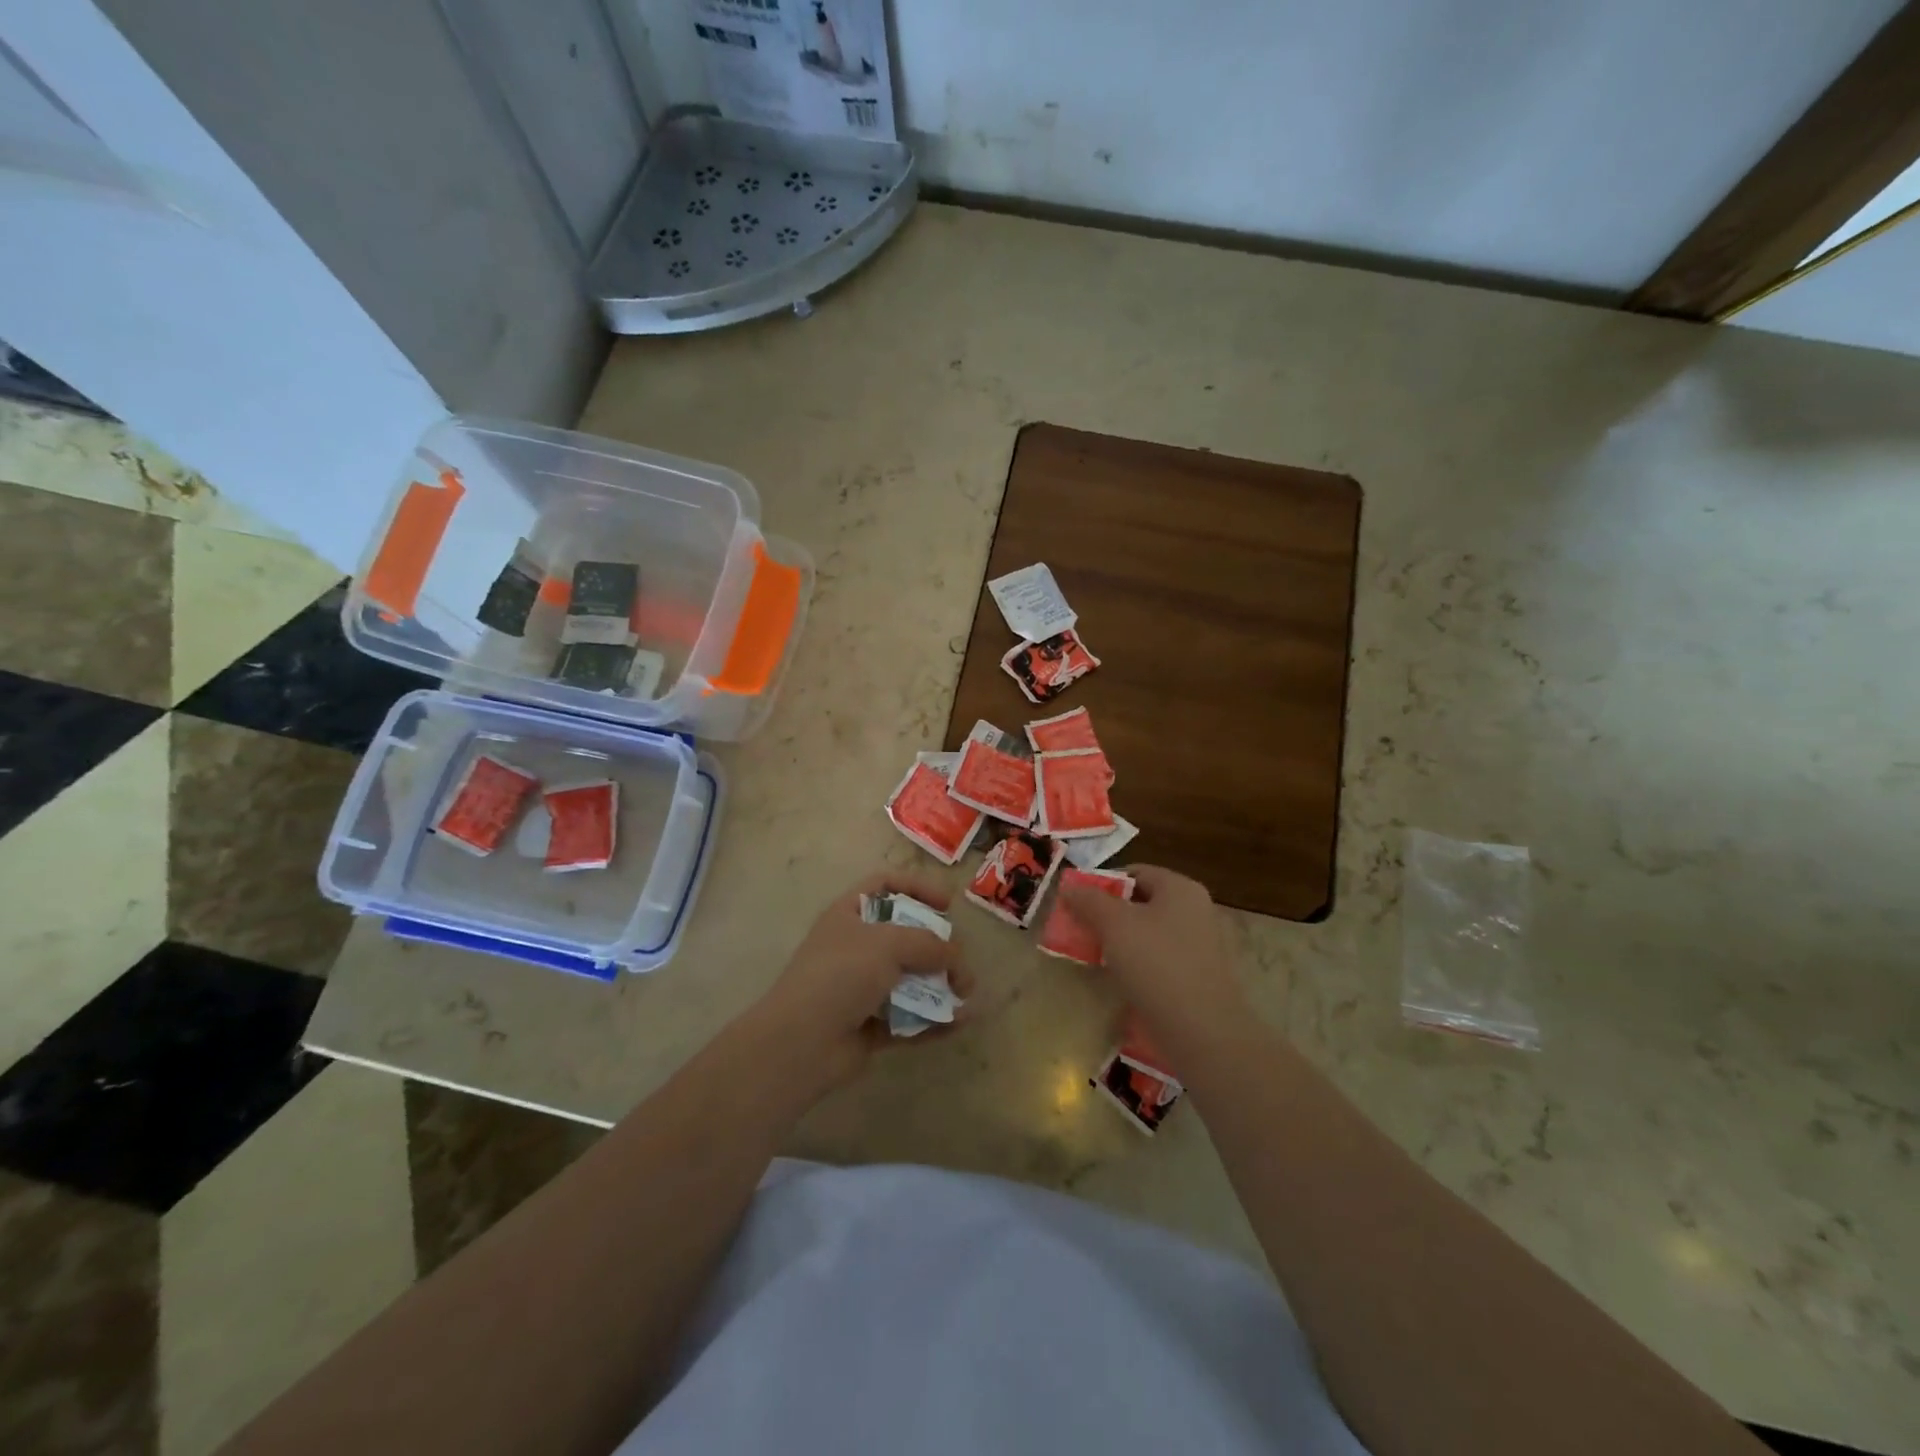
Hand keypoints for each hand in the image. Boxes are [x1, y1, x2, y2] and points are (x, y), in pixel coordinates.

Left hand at [749, 872, 972, 1093]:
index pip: (886, 885)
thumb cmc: (841, 974)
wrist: (801, 1042)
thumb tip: (956, 957)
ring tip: (967, 993)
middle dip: (938, 946)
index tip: (947, 905)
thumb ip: (928, 943)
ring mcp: (862, 988)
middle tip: (959, 959)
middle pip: (905, 935)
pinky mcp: (870, 1026)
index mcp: (850, 914)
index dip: (917, 888)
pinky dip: (934, 1019)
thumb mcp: (888, 943)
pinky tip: (961, 1022)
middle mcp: (856, 947)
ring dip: (941, 984)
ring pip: (910, 979)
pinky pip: (910, 1017)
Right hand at [1060, 864, 1247, 1051]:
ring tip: (1093, 958)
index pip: (1135, 872)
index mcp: (1181, 889)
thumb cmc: (1156, 964)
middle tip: (1080, 931)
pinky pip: (1160, 962)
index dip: (1102, 884)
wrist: (1202, 1032)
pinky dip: (1138, 966)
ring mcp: (1201, 946)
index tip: (1077, 904)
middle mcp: (1196, 911)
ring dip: (1120, 943)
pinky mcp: (1198, 978)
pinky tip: (1120, 982)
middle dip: (1108, 916)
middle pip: (1142, 904)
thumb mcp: (1114, 925)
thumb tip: (1070, 887)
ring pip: (1149, 935)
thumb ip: (1089, 900)